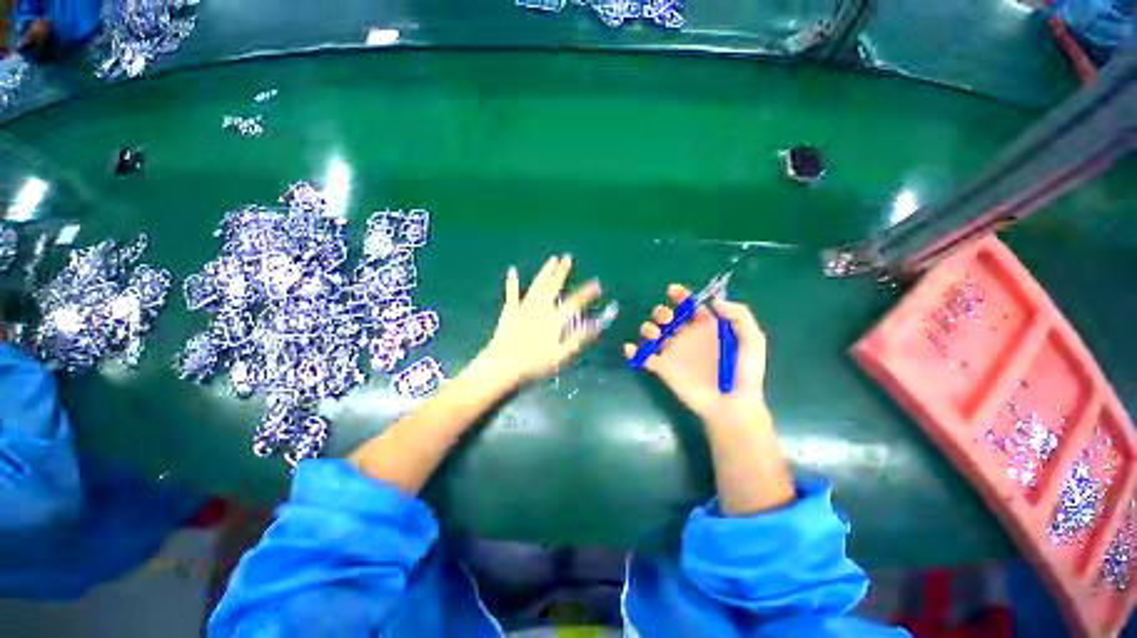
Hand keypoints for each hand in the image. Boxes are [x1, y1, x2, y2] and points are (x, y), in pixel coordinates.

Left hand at [477, 254, 601, 386]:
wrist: (504, 365)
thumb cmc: (534, 364)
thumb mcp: (561, 355)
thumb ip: (578, 338)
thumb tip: (595, 326)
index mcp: (554, 320)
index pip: (574, 303)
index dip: (586, 293)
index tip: (596, 283)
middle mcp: (541, 309)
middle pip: (554, 287)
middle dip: (562, 271)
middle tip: (568, 257)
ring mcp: (524, 308)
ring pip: (537, 285)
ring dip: (545, 272)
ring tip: (552, 259)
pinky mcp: (510, 311)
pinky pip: (511, 294)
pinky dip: (512, 282)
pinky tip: (512, 270)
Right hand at [624, 284, 769, 430]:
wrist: (732, 406)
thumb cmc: (744, 374)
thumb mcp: (753, 341)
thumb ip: (739, 316)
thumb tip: (714, 301)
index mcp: (705, 327)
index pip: (689, 305)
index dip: (680, 296)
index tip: (673, 291)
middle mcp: (686, 336)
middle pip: (666, 316)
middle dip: (661, 312)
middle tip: (667, 319)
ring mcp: (672, 352)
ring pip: (651, 333)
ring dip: (647, 328)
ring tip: (655, 335)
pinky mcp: (662, 368)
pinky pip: (643, 356)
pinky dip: (632, 351)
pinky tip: (631, 348)